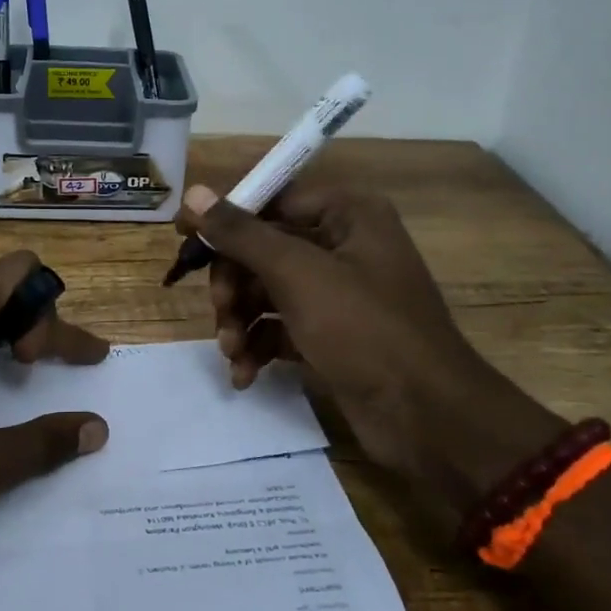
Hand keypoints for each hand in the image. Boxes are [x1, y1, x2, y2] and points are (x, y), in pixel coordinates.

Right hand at [178, 183, 560, 509]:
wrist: (427, 418)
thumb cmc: (364, 329)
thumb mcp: (297, 274)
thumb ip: (242, 233)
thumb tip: (194, 192)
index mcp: (346, 213)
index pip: (270, 200)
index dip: (225, 220)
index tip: (183, 241)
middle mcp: (342, 244)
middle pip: (263, 248)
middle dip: (234, 283)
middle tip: (219, 312)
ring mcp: (337, 292)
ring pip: (266, 290)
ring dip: (240, 319)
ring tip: (231, 351)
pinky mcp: (331, 333)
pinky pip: (280, 325)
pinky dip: (258, 345)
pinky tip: (244, 373)